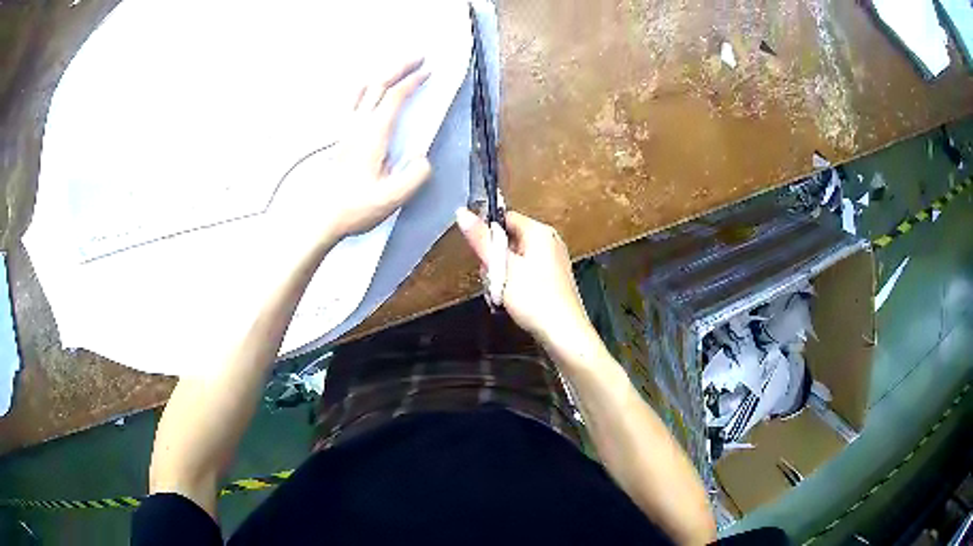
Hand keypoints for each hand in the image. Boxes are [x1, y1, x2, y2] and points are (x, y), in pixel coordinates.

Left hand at [272, 59, 433, 248]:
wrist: (324, 217)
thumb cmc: (357, 208)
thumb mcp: (393, 198)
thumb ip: (415, 176)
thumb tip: (423, 159)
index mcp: (373, 134)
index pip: (395, 97)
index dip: (413, 81)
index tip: (429, 72)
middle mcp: (357, 125)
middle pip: (378, 84)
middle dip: (400, 67)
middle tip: (419, 58)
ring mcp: (345, 129)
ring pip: (362, 89)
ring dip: (381, 75)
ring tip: (396, 70)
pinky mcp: (340, 137)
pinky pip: (352, 101)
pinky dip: (365, 88)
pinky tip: (368, 91)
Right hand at [455, 209, 592, 348]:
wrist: (563, 333)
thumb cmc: (534, 298)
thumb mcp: (502, 268)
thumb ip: (481, 240)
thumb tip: (461, 211)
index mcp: (539, 232)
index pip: (505, 218)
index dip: (488, 234)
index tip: (481, 255)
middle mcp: (549, 241)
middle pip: (509, 240)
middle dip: (494, 260)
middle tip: (493, 280)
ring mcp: (553, 260)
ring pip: (515, 259)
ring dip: (501, 275)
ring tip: (502, 294)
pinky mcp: (553, 278)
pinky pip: (526, 272)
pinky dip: (515, 284)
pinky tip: (513, 300)